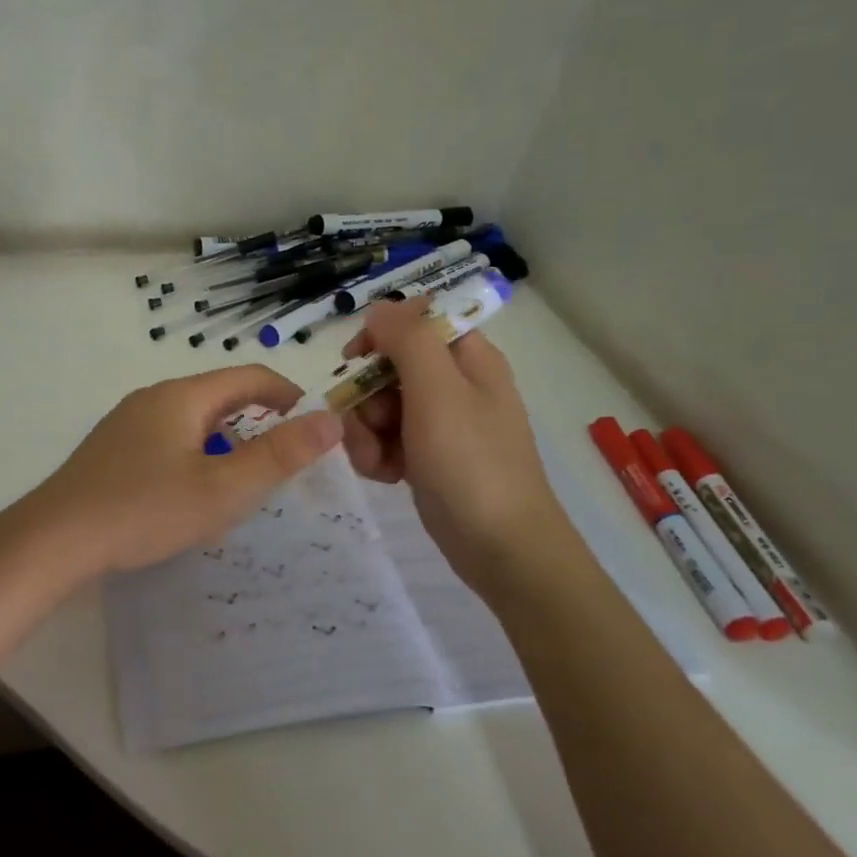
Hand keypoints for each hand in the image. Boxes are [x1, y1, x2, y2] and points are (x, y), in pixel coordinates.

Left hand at [36, 366, 344, 574]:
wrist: (56, 538)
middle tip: (279, 458)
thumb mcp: (223, 488)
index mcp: (182, 397)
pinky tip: (186, 492)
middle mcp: (153, 398)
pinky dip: (192, 454)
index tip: (311, 421)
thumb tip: (331, 420)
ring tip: (237, 479)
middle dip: (254, 419)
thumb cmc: (145, 509)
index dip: (286, 393)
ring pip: (189, 420)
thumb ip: (279, 455)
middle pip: (217, 396)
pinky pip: (165, 439)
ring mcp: (125, 422)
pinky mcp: (110, 449)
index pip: (247, 376)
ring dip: (222, 440)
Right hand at [340, 297, 565, 582]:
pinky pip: (385, 441)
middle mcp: (454, 385)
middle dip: (367, 396)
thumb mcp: (438, 390)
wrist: (500, 548)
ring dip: (366, 432)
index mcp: (468, 358)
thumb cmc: (471, 462)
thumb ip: (407, 339)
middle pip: (389, 367)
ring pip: (379, 407)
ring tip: (378, 462)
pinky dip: (377, 456)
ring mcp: (439, 425)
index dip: (381, 335)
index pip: (415, 322)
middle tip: (373, 424)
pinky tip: (385, 476)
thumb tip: (380, 308)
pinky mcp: (426, 458)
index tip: (356, 360)